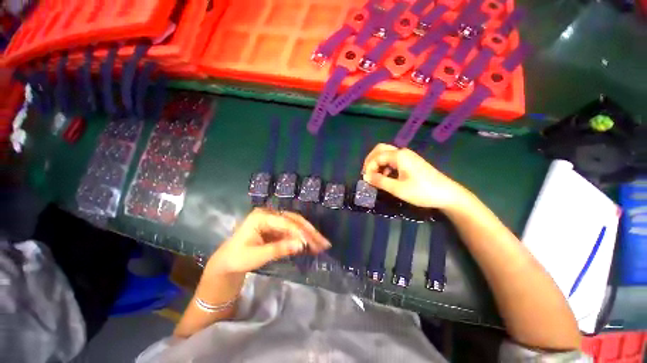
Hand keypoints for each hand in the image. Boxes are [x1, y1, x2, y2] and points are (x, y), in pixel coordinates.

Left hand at [206, 208, 330, 274]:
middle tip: (324, 243)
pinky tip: (311, 245)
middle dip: (310, 232)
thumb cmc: (237, 258)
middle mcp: (270, 214)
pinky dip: (302, 239)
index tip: (313, 244)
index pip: (286, 222)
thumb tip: (301, 245)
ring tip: (322, 244)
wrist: (226, 263)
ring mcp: (274, 220)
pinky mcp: (277, 228)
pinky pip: (293, 232)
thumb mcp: (256, 256)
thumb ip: (278, 249)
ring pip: (296, 225)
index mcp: (261, 216)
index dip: (300, 233)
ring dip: (309, 235)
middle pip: (294, 220)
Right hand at [362, 143, 467, 209]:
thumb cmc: (422, 191)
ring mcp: (408, 156)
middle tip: (366, 173)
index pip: (377, 156)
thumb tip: (365, 177)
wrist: (447, 194)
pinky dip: (385, 166)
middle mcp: (402, 152)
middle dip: (370, 160)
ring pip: (386, 154)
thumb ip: (380, 181)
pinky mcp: (411, 162)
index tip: (365, 180)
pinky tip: (386, 177)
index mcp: (399, 156)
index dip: (368, 167)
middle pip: (380, 150)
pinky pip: (393, 160)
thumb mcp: (398, 189)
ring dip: (377, 163)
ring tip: (375, 177)